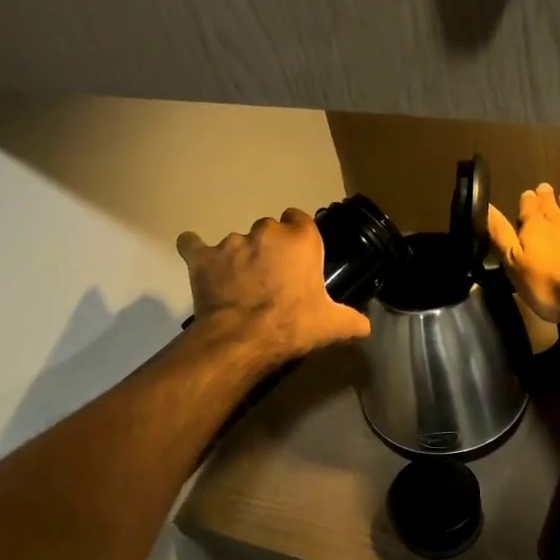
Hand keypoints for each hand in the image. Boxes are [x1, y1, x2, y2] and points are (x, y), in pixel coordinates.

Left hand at [177, 209, 371, 363]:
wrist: (243, 339)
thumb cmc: (293, 326)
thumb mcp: (332, 326)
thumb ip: (353, 320)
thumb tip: (365, 327)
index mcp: (300, 240)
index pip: (300, 220)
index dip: (298, 237)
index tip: (297, 257)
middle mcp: (266, 232)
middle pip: (268, 230)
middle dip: (269, 248)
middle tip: (271, 277)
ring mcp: (231, 242)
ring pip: (236, 241)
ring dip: (239, 256)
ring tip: (239, 284)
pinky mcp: (202, 257)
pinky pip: (193, 245)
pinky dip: (196, 251)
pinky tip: (199, 261)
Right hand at [487, 185, 559, 324]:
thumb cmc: (548, 282)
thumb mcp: (514, 262)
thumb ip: (501, 235)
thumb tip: (487, 206)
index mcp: (535, 227)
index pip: (528, 207)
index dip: (527, 200)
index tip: (527, 192)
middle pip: (553, 206)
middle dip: (547, 197)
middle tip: (545, 188)